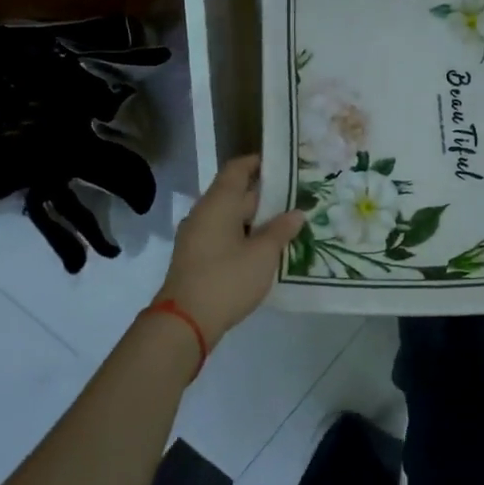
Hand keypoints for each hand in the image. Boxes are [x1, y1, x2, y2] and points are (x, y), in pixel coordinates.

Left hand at [156, 155, 305, 347]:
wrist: (185, 321)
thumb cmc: (227, 279)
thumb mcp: (263, 254)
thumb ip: (281, 230)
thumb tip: (297, 213)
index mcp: (218, 203)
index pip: (237, 169)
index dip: (259, 163)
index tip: (285, 165)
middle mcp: (204, 213)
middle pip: (236, 193)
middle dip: (266, 195)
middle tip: (298, 198)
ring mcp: (197, 236)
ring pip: (231, 217)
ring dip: (257, 219)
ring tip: (288, 224)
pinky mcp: (197, 257)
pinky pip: (224, 235)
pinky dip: (245, 236)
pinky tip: (266, 249)